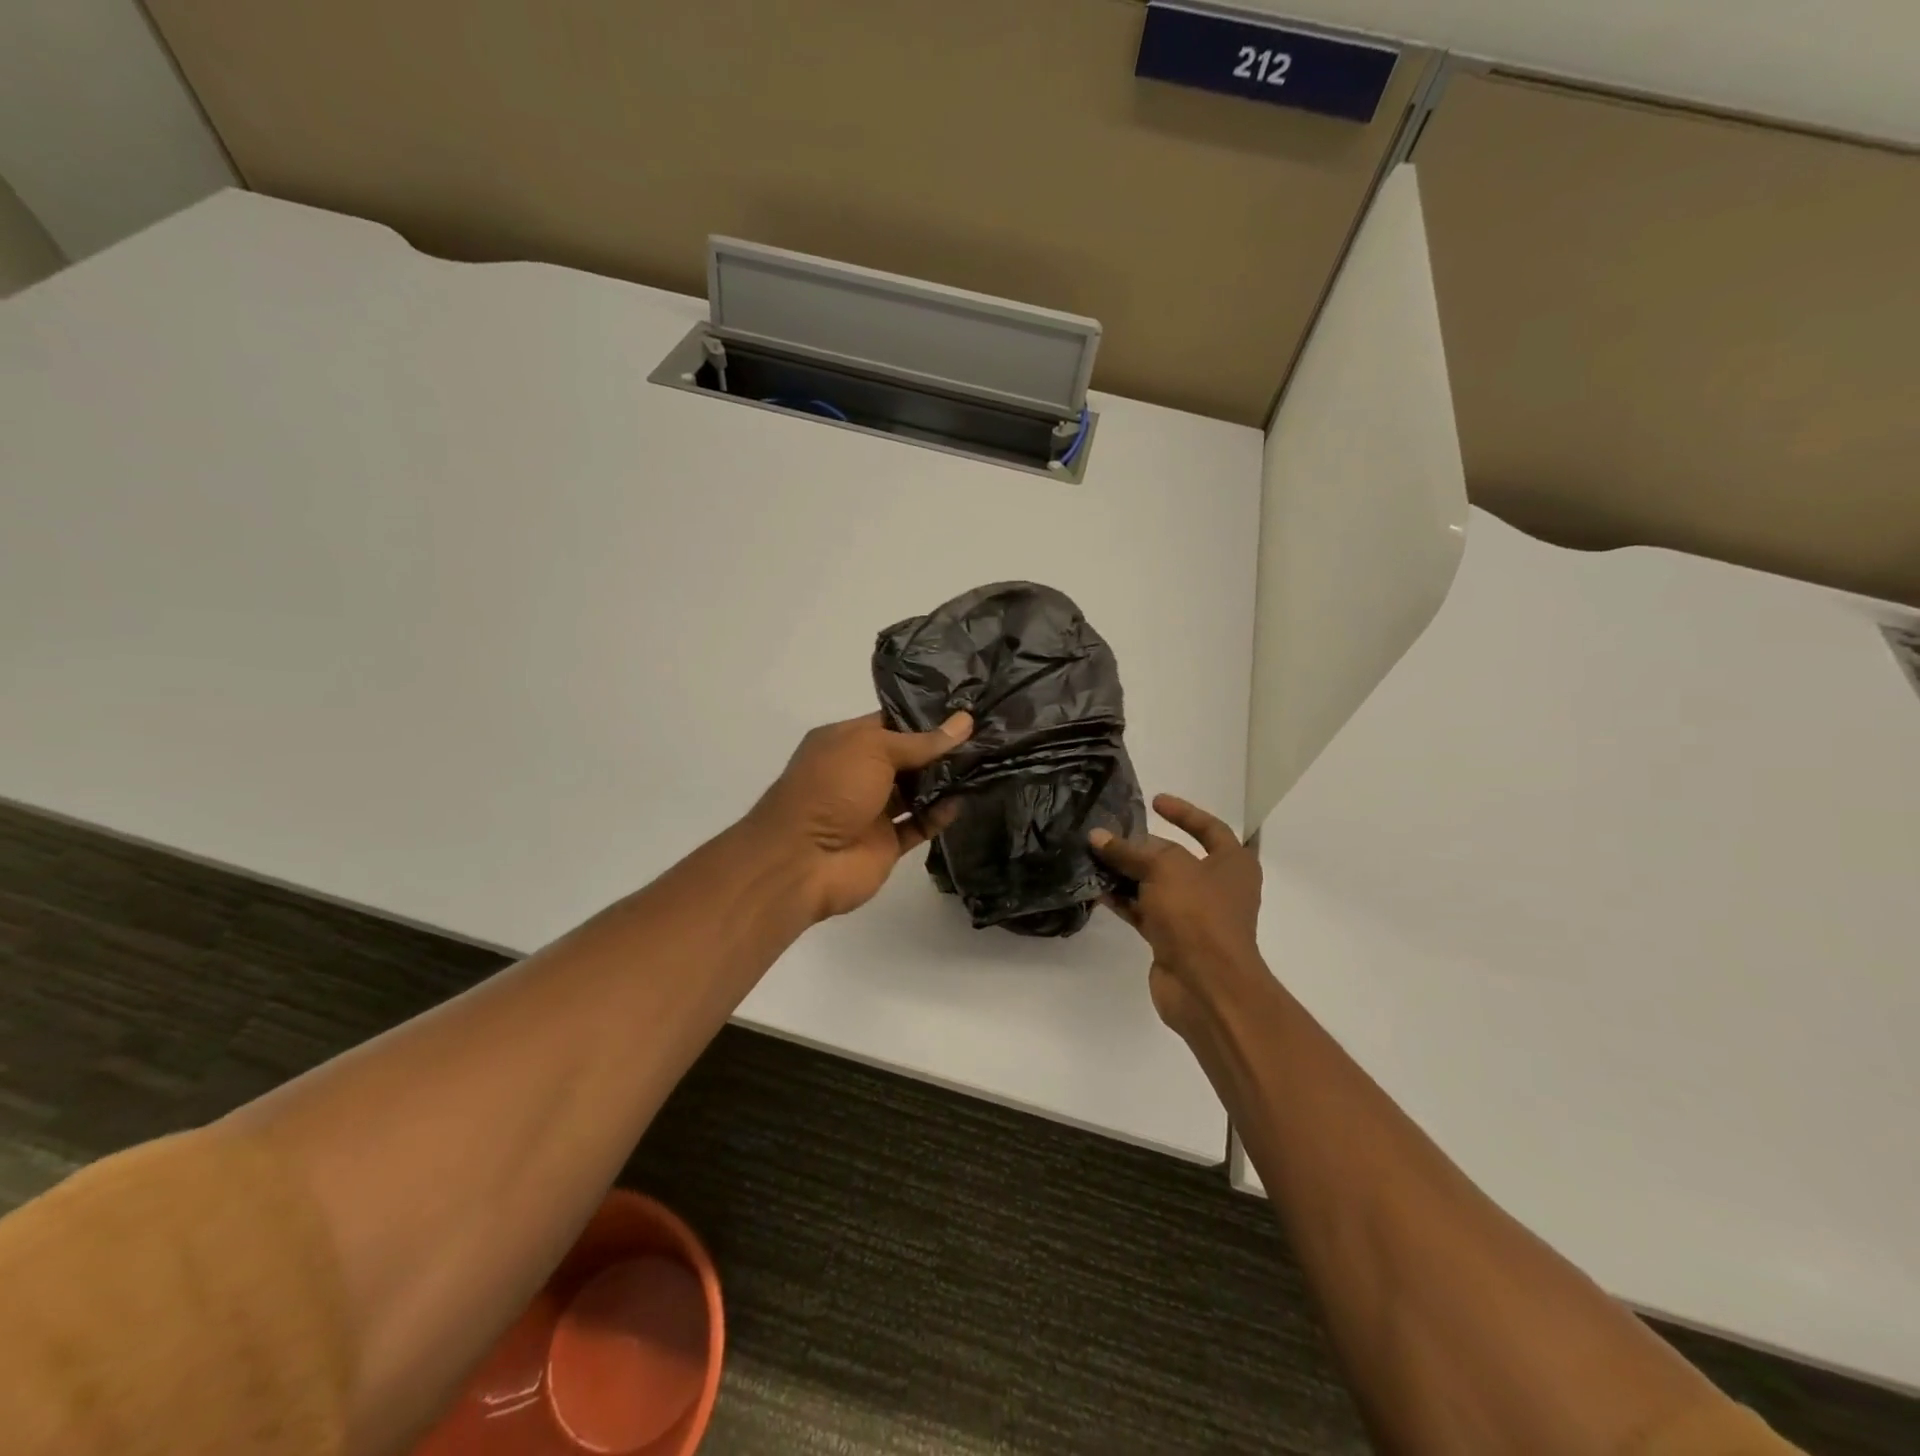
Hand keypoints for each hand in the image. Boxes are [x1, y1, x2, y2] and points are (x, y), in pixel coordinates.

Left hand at [749, 710, 972, 921]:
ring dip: (945, 781)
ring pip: (916, 791)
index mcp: (846, 742)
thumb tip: (964, 722)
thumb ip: (921, 741)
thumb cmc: (831, 789)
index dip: (925, 717)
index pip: (891, 722)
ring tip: (985, 763)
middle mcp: (859, 773)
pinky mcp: (886, 843)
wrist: (802, 861)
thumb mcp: (874, 749)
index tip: (965, 709)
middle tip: (985, 736)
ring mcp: (872, 810)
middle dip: (941, 749)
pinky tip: (963, 801)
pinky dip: (939, 815)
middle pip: (907, 757)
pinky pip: (919, 825)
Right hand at [1090, 794, 1266, 1036]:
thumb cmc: (1197, 914)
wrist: (1206, 986)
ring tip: (1094, 857)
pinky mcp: (1172, 940)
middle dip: (1143, 847)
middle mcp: (1217, 888)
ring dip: (1127, 874)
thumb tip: (1098, 837)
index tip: (1154, 801)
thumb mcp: (1164, 868)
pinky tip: (1097, 889)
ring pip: (1156, 886)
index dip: (1183, 812)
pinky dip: (1124, 900)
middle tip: (1110, 833)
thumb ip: (1129, 851)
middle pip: (1175, 858)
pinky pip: (1144, 912)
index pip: (1209, 827)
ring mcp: (1194, 916)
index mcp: (1233, 864)